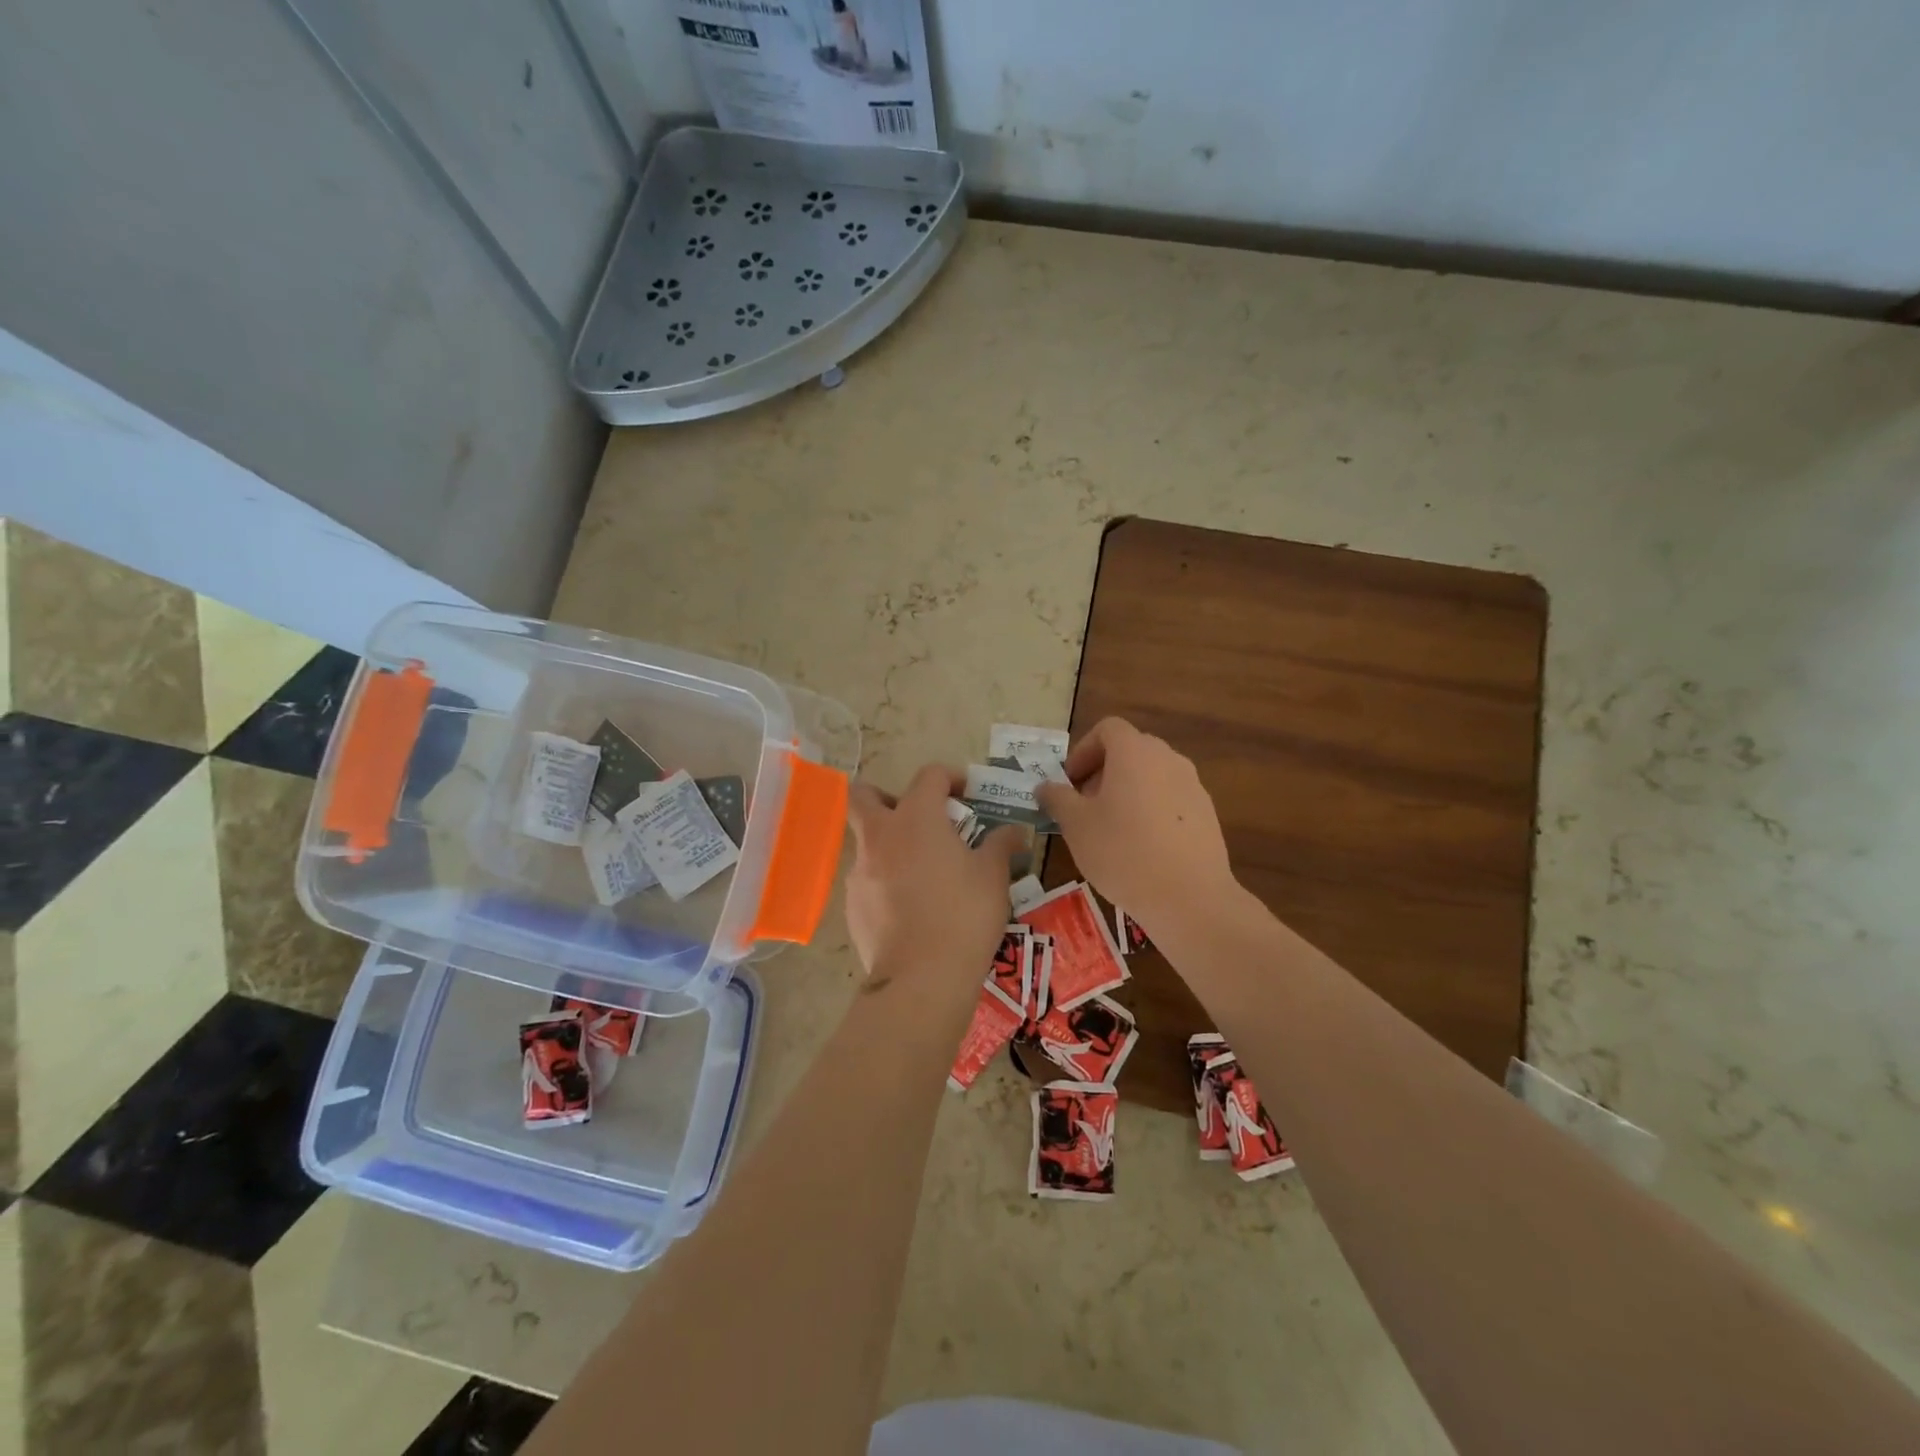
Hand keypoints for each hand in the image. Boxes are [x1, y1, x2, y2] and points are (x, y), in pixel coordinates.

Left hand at [845, 765, 1020, 995]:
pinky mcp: (852, 904)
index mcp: (917, 818)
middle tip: (916, 818)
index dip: (951, 777)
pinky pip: (867, 878)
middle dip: (887, 797)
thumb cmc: (964, 915)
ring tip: (920, 871)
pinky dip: (884, 881)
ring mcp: (860, 870)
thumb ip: (1001, 845)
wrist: (922, 977)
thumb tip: (1013, 832)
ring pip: (864, 840)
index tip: (968, 795)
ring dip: (888, 843)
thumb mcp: (994, 877)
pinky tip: (909, 907)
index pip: (929, 775)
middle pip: (865, 795)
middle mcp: (881, 835)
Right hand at [1034, 718, 1237, 937]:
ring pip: (1151, 775)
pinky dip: (1151, 809)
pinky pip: (1170, 798)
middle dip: (1102, 771)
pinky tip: (1141, 847)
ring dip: (1127, 790)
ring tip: (1111, 828)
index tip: (1070, 782)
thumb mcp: (1076, 825)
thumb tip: (1044, 787)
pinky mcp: (1206, 813)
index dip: (1083, 751)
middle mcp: (1167, 758)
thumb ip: (1057, 799)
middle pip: (1130, 750)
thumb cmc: (1122, 851)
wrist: (1189, 896)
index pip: (1107, 729)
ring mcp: (1192, 785)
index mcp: (1134, 752)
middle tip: (1084, 806)